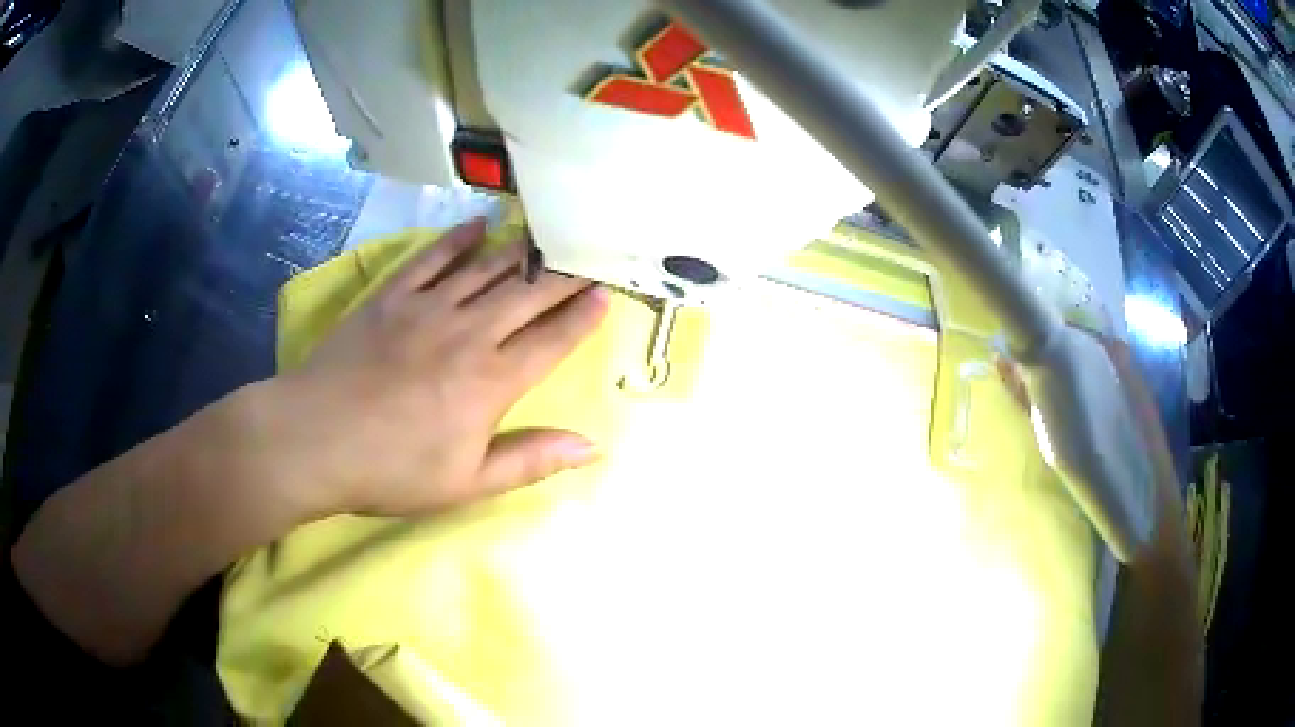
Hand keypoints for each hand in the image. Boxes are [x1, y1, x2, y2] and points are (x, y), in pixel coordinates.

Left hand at [260, 218, 609, 517]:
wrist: (315, 439)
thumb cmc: (392, 470)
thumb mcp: (467, 484)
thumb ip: (531, 461)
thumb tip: (592, 445)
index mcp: (491, 382)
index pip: (551, 340)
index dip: (582, 317)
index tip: (606, 293)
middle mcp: (468, 333)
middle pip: (527, 295)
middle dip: (563, 275)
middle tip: (589, 252)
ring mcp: (428, 308)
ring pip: (487, 269)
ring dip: (521, 251)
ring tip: (547, 234)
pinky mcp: (391, 297)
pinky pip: (432, 258)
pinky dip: (457, 239)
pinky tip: (477, 226)